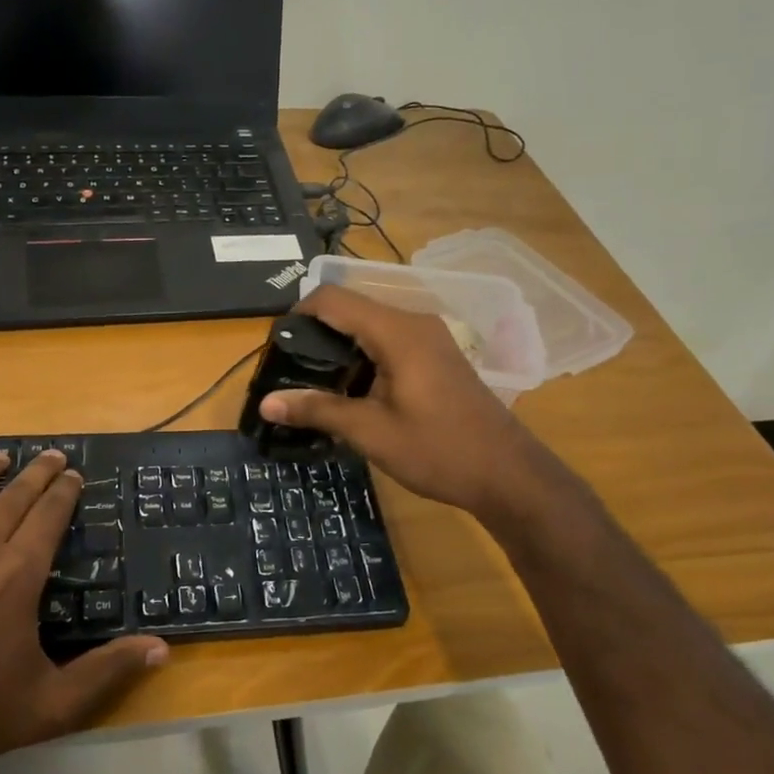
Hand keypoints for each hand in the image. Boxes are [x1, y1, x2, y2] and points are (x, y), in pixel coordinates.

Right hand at [259, 285, 561, 521]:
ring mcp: (429, 337)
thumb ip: (318, 410)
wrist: (507, 474)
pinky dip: (363, 355)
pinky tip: (352, 389)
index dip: (299, 313)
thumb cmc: (438, 450)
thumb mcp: (371, 432)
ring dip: (340, 346)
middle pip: (351, 308)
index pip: (334, 299)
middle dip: (316, 332)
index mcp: (397, 332)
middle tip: (290, 369)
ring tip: (314, 382)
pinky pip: (389, 339)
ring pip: (370, 324)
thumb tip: (266, 403)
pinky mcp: (437, 354)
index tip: (276, 346)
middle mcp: (413, 322)